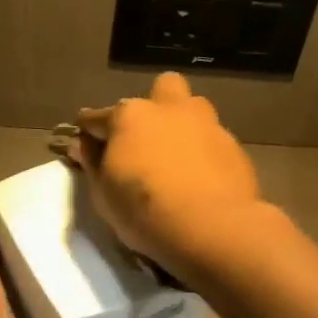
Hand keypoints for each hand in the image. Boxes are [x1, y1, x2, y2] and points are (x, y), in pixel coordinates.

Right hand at [72, 72, 264, 277]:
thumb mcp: (103, 193)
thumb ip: (92, 162)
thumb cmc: (143, 209)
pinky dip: (203, 151)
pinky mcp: (234, 146)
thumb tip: (83, 144)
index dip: (87, 133)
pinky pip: (212, 139)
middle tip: (145, 139)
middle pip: (160, 89)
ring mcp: (206, 124)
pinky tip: (201, 178)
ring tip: (177, 155)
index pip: (96, 117)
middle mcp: (169, 109)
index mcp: (130, 116)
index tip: (84, 148)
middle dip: (151, 106)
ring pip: (193, 107)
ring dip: (182, 123)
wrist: (210, 228)